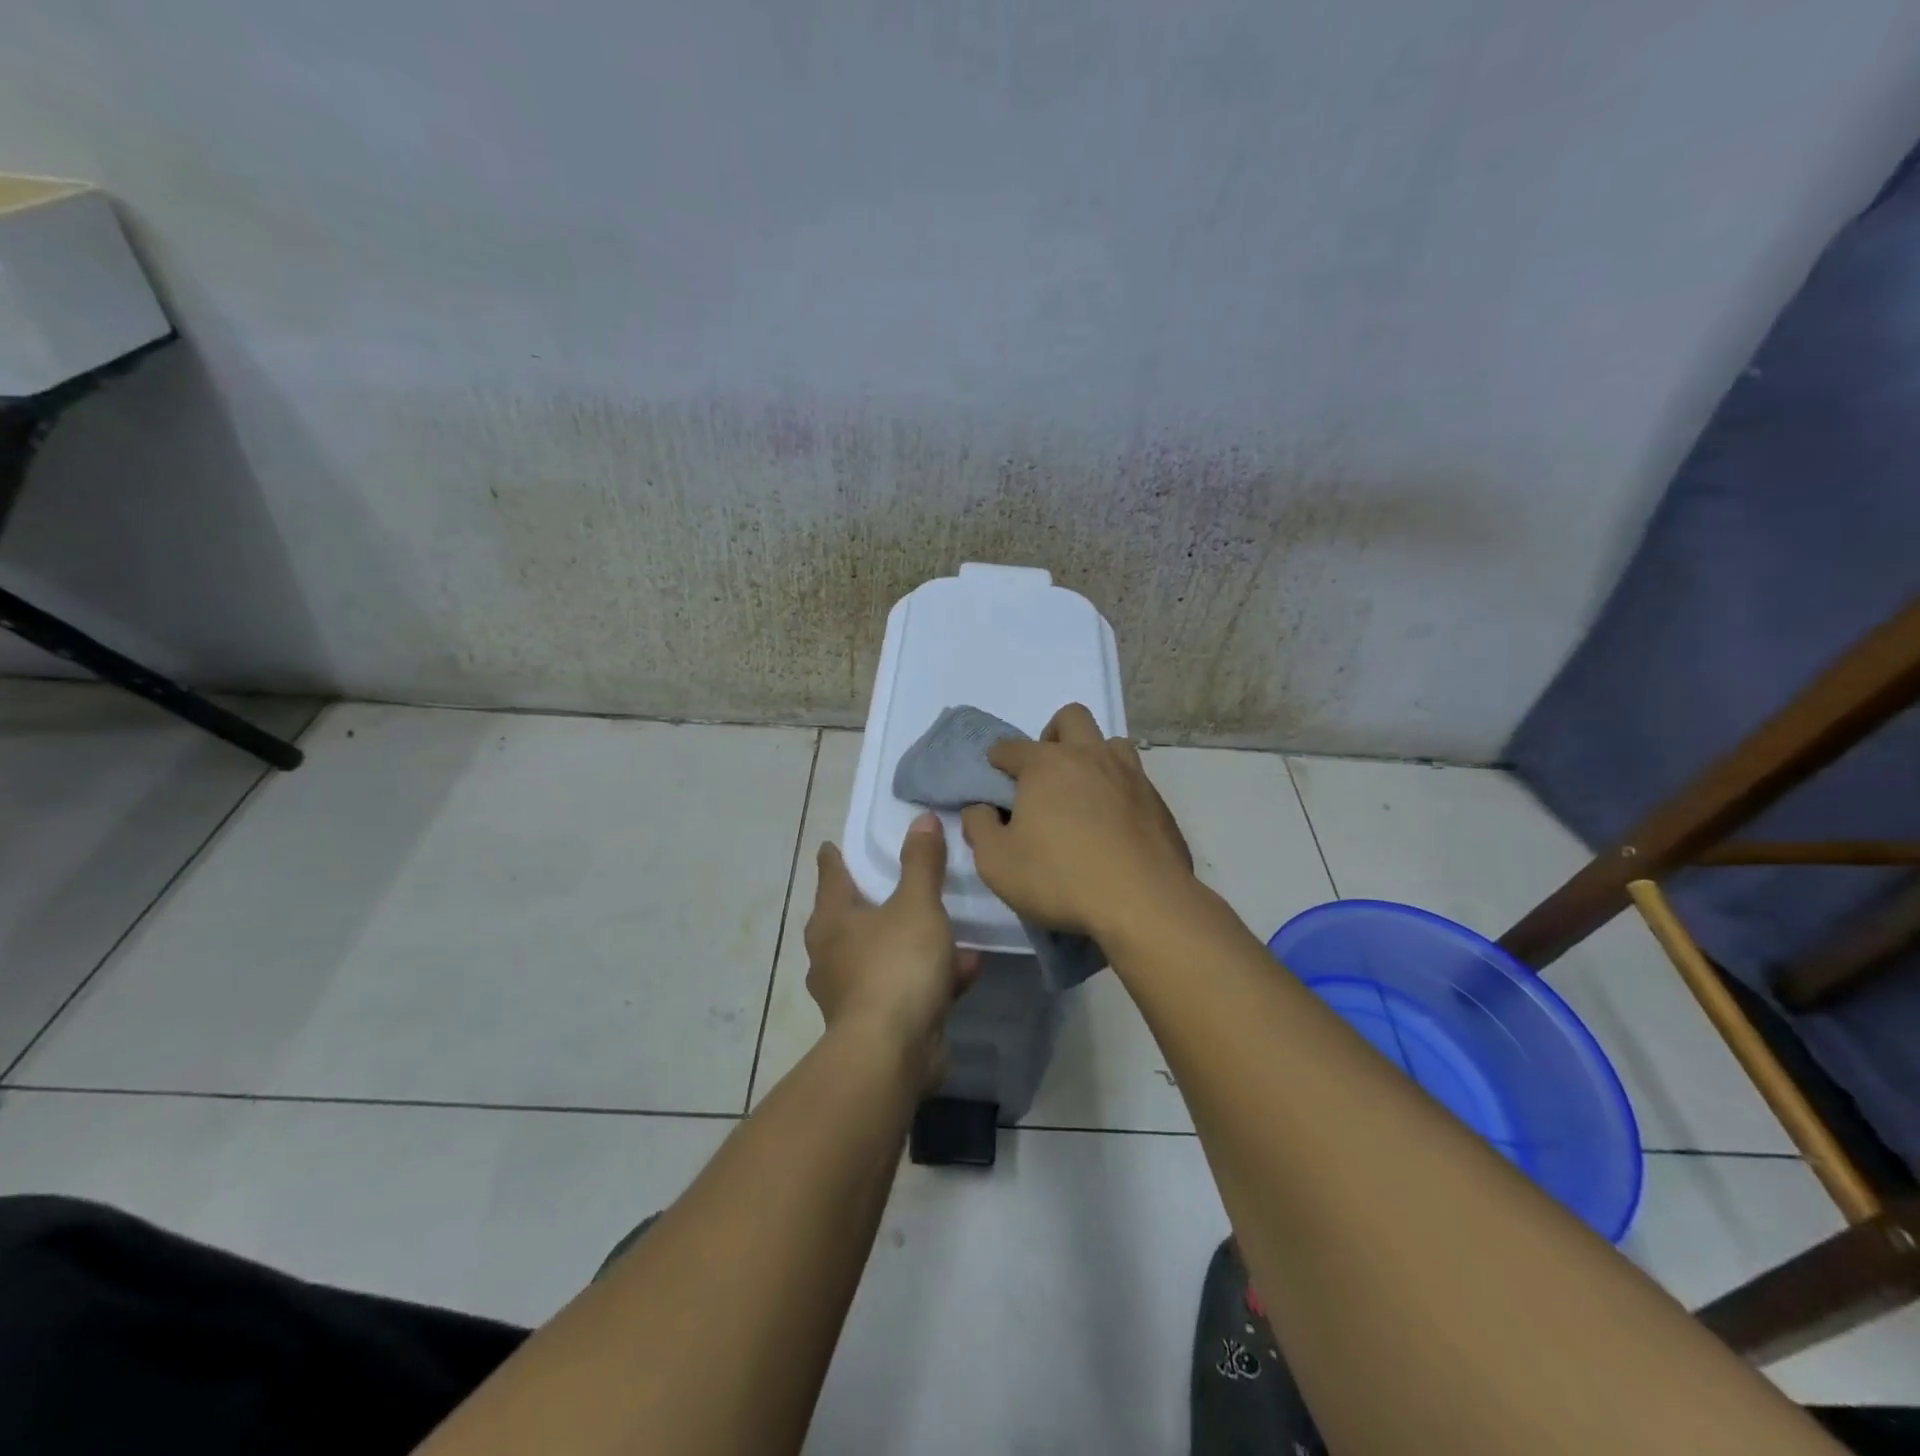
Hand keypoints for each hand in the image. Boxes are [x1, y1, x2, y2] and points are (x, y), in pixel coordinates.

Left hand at [805, 812, 979, 1081]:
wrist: (891, 1054)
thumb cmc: (896, 966)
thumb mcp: (917, 905)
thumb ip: (921, 862)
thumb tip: (921, 818)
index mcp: (832, 920)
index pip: (830, 876)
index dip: (833, 858)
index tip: (831, 846)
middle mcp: (832, 954)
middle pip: (851, 918)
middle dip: (871, 902)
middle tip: (890, 882)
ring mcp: (851, 992)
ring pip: (883, 955)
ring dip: (914, 942)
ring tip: (949, 930)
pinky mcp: (875, 1023)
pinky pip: (905, 987)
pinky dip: (930, 977)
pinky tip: (967, 970)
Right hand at [960, 703, 1193, 939]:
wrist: (1143, 903)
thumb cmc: (1059, 878)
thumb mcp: (997, 862)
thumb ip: (979, 828)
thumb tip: (980, 809)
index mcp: (1046, 765)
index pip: (1012, 747)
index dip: (998, 758)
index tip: (995, 775)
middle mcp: (1090, 757)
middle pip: (1071, 718)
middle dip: (1052, 736)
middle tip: (1044, 774)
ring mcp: (1130, 776)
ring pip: (1110, 743)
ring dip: (1093, 757)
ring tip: (1083, 794)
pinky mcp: (1157, 802)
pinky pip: (1134, 780)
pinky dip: (1118, 791)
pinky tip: (1113, 825)